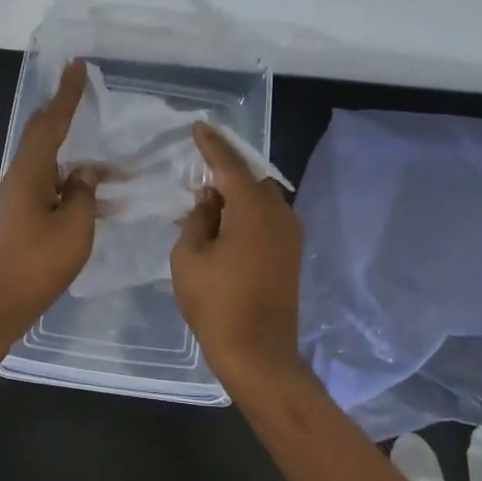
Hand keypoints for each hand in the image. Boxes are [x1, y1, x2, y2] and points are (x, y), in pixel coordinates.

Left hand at [0, 59, 102, 340]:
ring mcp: (20, 198)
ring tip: (109, 156)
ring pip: (52, 163)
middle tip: (81, 89)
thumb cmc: (38, 262)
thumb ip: (84, 193)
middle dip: (63, 112)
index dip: (67, 94)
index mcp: (30, 172)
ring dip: (77, 156)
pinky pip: (53, 186)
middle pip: (44, 134)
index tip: (78, 66)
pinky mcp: (24, 217)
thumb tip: (86, 173)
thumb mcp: (74, 226)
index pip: (51, 122)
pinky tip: (97, 195)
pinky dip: (74, 183)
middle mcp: (21, 177)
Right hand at [171, 121, 304, 382]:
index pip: (229, 165)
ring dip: (239, 194)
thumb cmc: (217, 303)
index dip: (211, 144)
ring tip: (210, 199)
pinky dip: (248, 213)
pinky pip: (268, 219)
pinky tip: (227, 224)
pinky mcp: (292, 255)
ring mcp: (290, 235)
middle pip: (252, 179)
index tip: (199, 126)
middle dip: (227, 170)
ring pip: (263, 199)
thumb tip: (211, 199)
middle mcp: (279, 214)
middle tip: (200, 168)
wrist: (259, 353)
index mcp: (253, 209)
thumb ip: (198, 219)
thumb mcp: (189, 257)